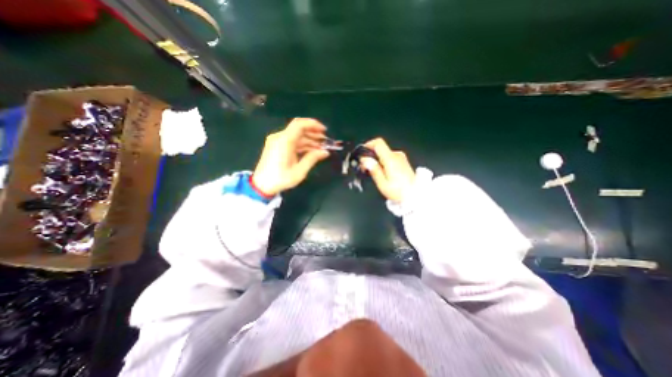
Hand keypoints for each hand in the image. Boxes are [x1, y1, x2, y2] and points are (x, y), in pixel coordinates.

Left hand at [252, 118, 329, 195]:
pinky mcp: (277, 145)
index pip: (300, 124)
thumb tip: (325, 152)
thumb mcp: (299, 171)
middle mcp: (279, 137)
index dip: (313, 125)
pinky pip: (292, 141)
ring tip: (321, 148)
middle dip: (314, 133)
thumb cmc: (280, 179)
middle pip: (299, 129)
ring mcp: (277, 141)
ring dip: (309, 140)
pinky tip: (311, 150)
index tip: (324, 131)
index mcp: (284, 141)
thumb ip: (312, 159)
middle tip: (325, 141)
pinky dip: (302, 144)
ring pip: (296, 135)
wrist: (262, 185)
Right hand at [362, 138, 414, 200]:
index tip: (362, 154)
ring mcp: (401, 158)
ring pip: (384, 153)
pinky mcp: (403, 161)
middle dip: (370, 156)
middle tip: (365, 168)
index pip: (378, 143)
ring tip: (373, 172)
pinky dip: (383, 162)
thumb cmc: (398, 192)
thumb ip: (373, 169)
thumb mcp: (382, 183)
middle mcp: (397, 155)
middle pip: (380, 148)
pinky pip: (390, 157)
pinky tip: (382, 172)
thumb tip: (365, 160)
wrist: (415, 196)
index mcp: (391, 159)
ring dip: (376, 160)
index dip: (368, 145)